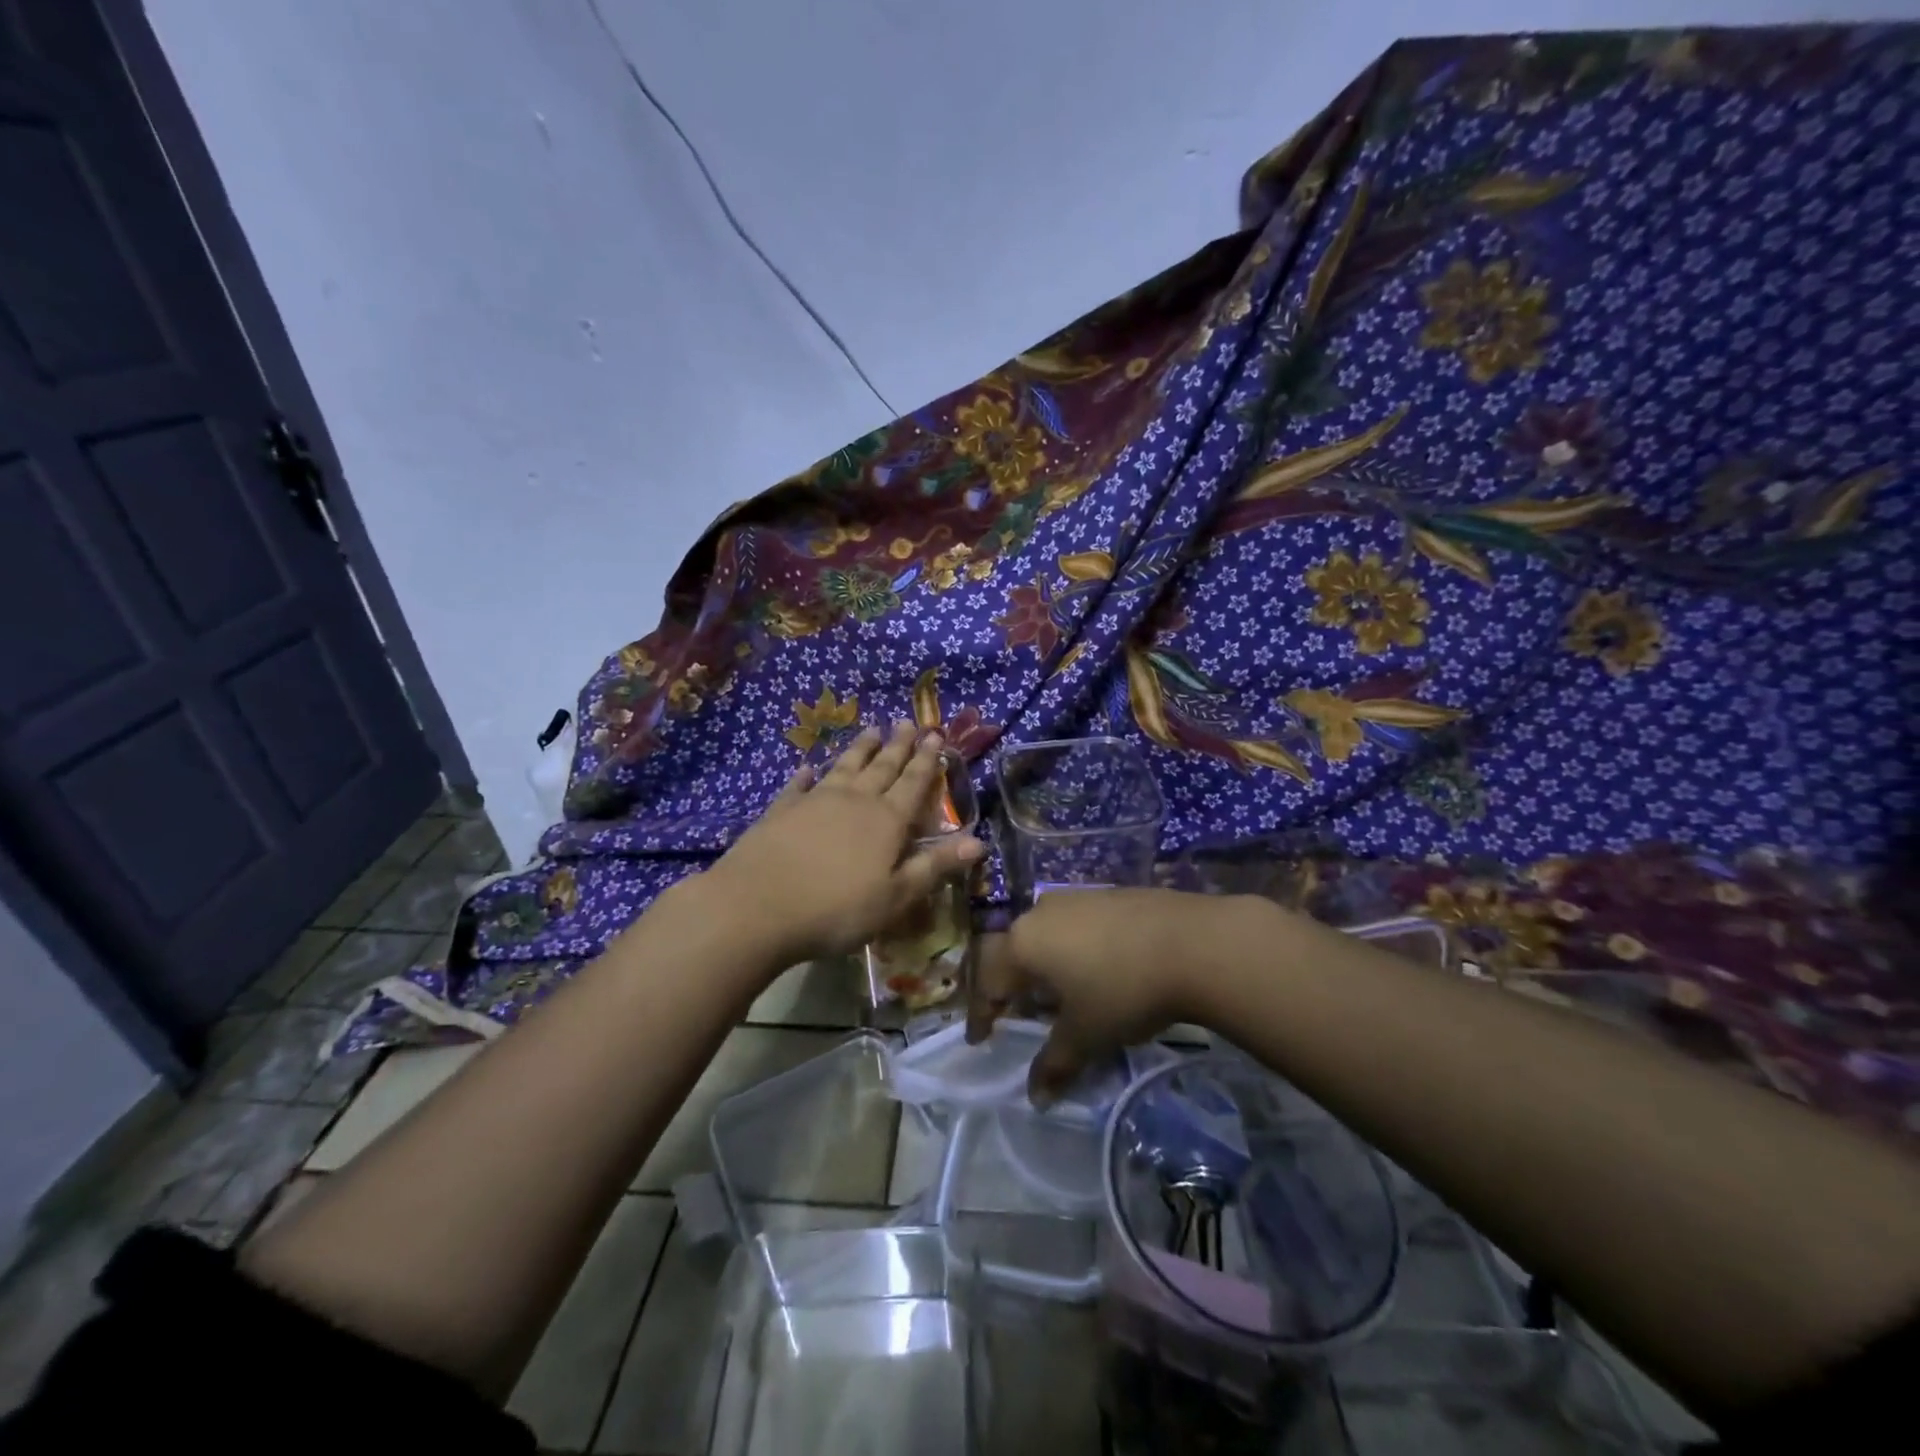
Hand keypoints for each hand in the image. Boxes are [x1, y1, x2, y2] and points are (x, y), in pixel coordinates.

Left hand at [705, 723, 983, 964]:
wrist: (757, 906)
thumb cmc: (836, 909)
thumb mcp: (896, 897)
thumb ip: (935, 867)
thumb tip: (979, 842)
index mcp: (887, 821)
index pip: (914, 784)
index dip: (927, 760)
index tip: (935, 735)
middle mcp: (855, 801)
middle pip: (882, 767)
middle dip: (898, 746)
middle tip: (907, 722)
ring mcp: (815, 801)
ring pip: (844, 767)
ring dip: (860, 749)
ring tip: (871, 730)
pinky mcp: (781, 810)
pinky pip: (799, 785)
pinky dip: (808, 775)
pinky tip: (809, 767)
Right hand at [969, 888, 1244, 1106]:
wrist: (1192, 941)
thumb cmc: (1123, 990)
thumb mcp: (1086, 1034)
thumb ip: (1054, 1063)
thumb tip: (1035, 1097)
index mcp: (1023, 943)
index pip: (988, 982)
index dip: (982, 1015)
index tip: (979, 1040)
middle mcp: (1040, 913)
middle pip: (1012, 952)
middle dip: (1009, 986)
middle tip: (1014, 1014)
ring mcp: (1075, 898)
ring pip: (1044, 936)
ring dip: (1042, 966)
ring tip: (1055, 995)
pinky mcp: (1107, 895)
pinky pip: (1074, 926)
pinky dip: (1070, 950)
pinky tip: (1092, 969)